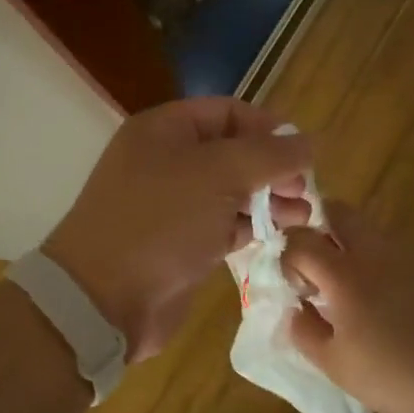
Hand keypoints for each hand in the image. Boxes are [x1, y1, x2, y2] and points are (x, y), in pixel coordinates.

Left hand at [44, 98, 310, 361]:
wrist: (104, 299)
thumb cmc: (161, 221)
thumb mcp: (219, 175)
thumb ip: (269, 155)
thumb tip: (309, 142)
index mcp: (165, 130)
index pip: (228, 113)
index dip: (268, 128)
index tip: (303, 155)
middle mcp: (167, 161)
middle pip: (233, 153)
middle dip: (272, 168)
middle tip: (304, 191)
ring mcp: (172, 205)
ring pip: (231, 192)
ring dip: (269, 200)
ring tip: (303, 216)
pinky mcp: (181, 244)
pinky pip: (224, 225)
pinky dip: (252, 227)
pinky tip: (281, 235)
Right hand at [281, 204, 413, 412]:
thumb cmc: (392, 372)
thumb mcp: (334, 364)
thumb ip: (305, 332)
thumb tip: (296, 310)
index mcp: (342, 273)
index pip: (300, 240)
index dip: (289, 258)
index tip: (298, 287)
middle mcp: (374, 252)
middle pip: (339, 212)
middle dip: (319, 226)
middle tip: (317, 262)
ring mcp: (408, 256)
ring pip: (370, 231)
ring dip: (352, 247)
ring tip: (355, 292)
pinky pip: (397, 254)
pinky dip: (383, 267)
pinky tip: (392, 306)